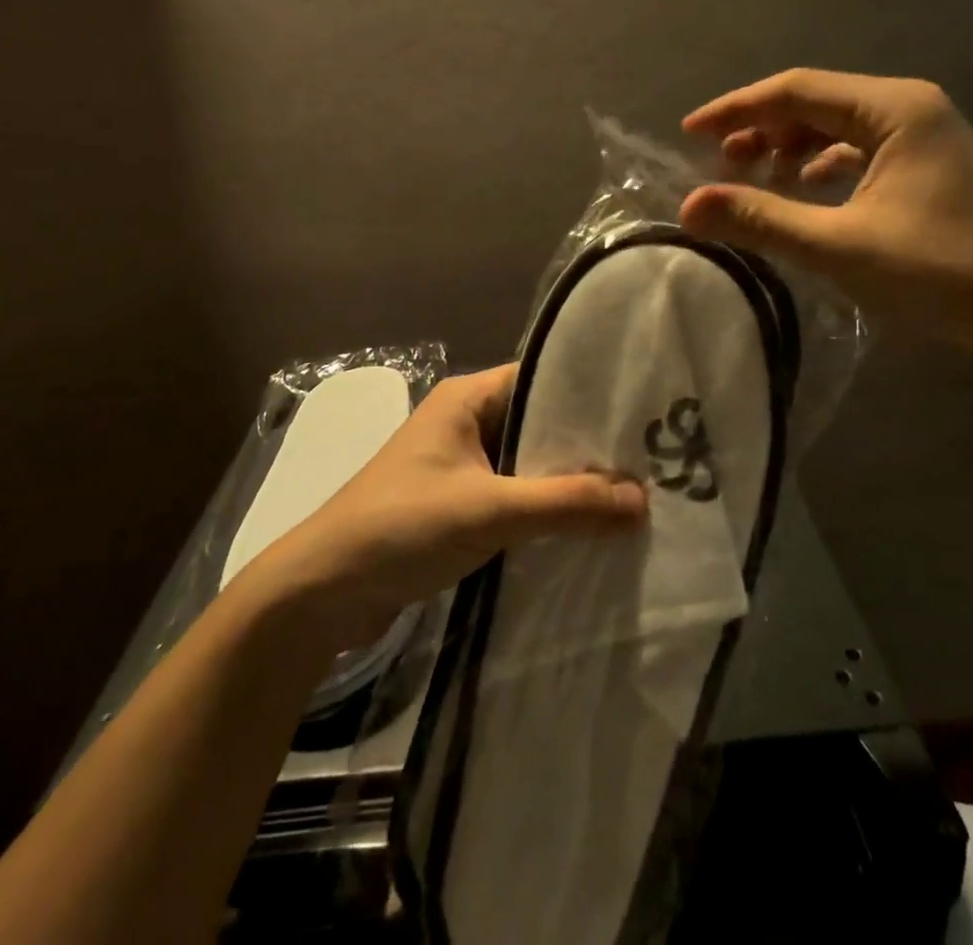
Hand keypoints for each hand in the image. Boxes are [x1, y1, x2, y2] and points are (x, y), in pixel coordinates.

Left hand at [254, 366, 647, 643]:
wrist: (322, 592)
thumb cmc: (402, 526)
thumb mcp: (490, 509)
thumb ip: (566, 503)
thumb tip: (644, 499)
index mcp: (468, 398)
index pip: (542, 379)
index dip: (591, 394)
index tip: (642, 414)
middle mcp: (467, 422)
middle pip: (540, 423)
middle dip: (587, 445)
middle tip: (650, 459)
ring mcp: (462, 466)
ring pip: (529, 463)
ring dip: (568, 481)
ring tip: (633, 494)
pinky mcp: (459, 505)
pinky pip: (515, 495)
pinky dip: (546, 508)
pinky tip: (587, 526)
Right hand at [679, 68, 972, 355]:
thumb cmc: (938, 272)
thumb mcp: (838, 246)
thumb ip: (761, 220)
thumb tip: (689, 207)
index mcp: (893, 108)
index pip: (795, 90)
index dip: (736, 110)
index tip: (689, 134)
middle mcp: (910, 107)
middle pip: (815, 103)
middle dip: (761, 129)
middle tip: (719, 165)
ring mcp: (925, 136)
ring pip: (836, 127)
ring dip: (790, 148)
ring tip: (755, 180)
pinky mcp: (930, 166)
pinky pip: (859, 151)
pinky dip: (822, 167)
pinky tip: (804, 194)